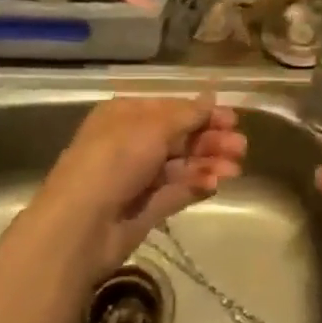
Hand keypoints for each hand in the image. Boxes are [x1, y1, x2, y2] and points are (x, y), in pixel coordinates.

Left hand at [37, 94, 246, 275]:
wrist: (80, 225)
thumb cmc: (114, 160)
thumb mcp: (153, 127)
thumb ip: (187, 115)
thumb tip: (211, 97)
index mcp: (125, 116)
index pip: (170, 109)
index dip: (202, 113)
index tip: (232, 119)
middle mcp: (131, 143)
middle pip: (179, 137)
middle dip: (210, 140)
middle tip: (241, 147)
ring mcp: (137, 178)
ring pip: (181, 165)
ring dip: (208, 163)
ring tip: (235, 168)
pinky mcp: (145, 209)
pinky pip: (176, 191)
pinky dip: (196, 185)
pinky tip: (216, 183)